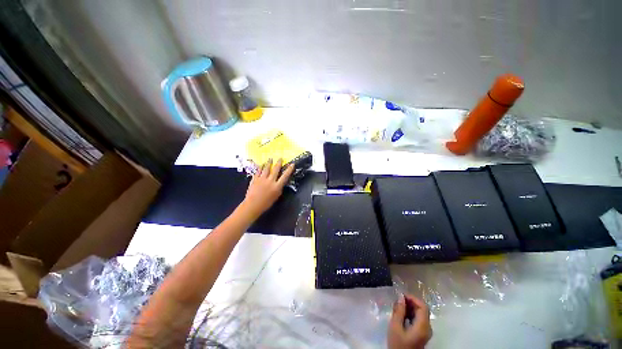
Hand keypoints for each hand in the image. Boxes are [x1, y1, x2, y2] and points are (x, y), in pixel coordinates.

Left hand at [242, 158, 293, 217]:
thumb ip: (278, 188)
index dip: (289, 170)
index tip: (292, 164)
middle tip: (280, 158)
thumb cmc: (266, 203)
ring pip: (266, 168)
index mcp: (277, 186)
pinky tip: (261, 164)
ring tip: (270, 159)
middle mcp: (270, 181)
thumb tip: (280, 183)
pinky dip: (260, 167)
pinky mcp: (255, 179)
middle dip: (278, 163)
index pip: (285, 176)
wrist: (253, 205)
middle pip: (275, 169)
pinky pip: (258, 171)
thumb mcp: (276, 196)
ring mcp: (262, 179)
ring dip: (269, 163)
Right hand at [388, 295, 432, 348]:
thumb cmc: (398, 344)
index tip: (401, 295)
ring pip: (420, 315)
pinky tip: (401, 315)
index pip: (423, 306)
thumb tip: (400, 297)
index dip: (413, 298)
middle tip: (397, 301)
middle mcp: (427, 328)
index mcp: (423, 326)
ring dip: (410, 308)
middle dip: (410, 302)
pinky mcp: (422, 335)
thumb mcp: (395, 327)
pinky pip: (419, 320)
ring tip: (397, 307)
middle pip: (422, 310)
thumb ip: (399, 311)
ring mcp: (425, 332)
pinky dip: (411, 315)